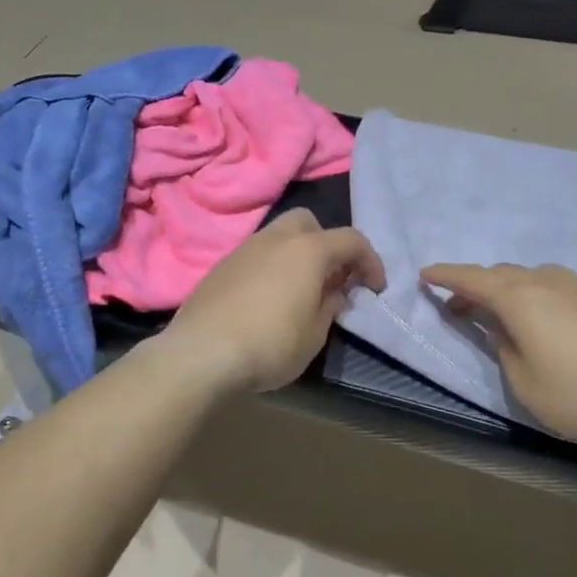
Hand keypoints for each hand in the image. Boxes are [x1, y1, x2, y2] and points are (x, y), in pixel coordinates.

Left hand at [159, 210, 386, 394]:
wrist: (201, 353)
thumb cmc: (270, 344)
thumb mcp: (314, 335)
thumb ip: (330, 307)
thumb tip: (334, 293)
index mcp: (308, 250)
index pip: (351, 240)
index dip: (370, 261)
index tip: (375, 287)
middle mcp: (275, 239)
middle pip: (308, 223)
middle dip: (326, 244)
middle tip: (331, 278)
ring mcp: (243, 250)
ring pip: (278, 237)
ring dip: (295, 255)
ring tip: (299, 291)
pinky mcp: (220, 267)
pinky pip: (255, 256)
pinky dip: (270, 268)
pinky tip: (266, 300)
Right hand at [420, 262, 576, 444]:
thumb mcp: (526, 385)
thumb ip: (505, 351)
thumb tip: (501, 331)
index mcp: (521, 299)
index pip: (473, 280)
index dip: (446, 277)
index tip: (425, 274)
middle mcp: (549, 283)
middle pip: (503, 274)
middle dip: (476, 286)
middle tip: (459, 306)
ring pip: (533, 278)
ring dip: (509, 290)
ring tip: (501, 315)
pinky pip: (557, 288)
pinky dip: (537, 297)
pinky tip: (546, 323)